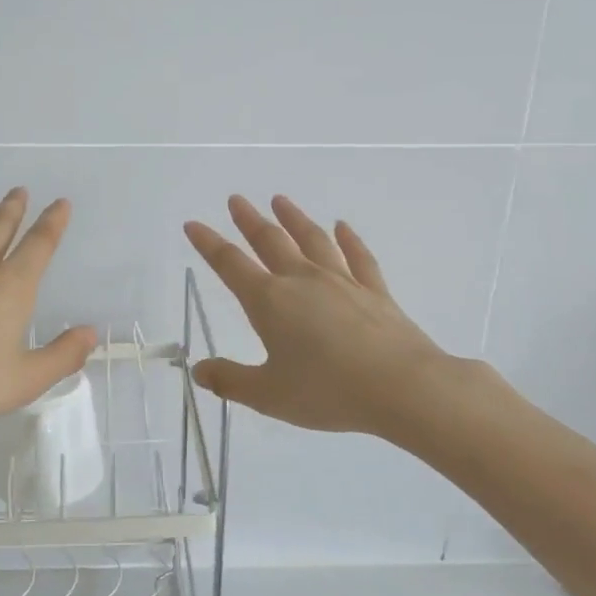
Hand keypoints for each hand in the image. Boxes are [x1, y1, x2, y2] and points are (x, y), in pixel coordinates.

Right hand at [184, 195, 463, 438]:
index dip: (209, 243)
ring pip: (312, 240)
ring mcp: (342, 282)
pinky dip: (349, 240)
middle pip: (270, 242)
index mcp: (270, 302)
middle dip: (249, 220)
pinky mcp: (375, 292)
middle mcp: (303, 281)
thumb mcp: (269, 395)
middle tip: (236, 200)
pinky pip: (358, 257)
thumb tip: (198, 370)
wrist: (401, 387)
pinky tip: (342, 227)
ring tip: (280, 200)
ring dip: (294, 218)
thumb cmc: (328, 391)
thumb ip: (231, 381)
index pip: (230, 265)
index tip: (193, 224)